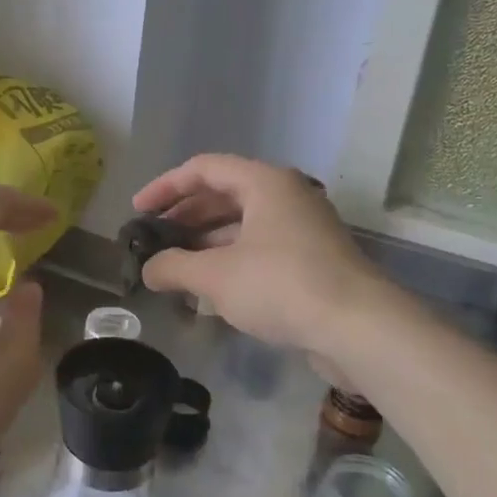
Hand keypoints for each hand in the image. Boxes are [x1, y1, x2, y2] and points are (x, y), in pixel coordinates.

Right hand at [132, 155, 385, 358]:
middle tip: (154, 240)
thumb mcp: (216, 276)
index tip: (137, 210)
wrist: (358, 327)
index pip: (203, 169)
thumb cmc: (281, 285)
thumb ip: (174, 267)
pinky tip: (211, 288)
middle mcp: (286, 195)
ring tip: (175, 267)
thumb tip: (148, 269)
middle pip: (223, 195)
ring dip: (206, 242)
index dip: (165, 187)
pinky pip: (261, 247)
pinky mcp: (313, 258)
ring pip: (243, 224)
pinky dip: (231, 259)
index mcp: (264, 182)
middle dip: (185, 217)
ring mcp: (303, 227)